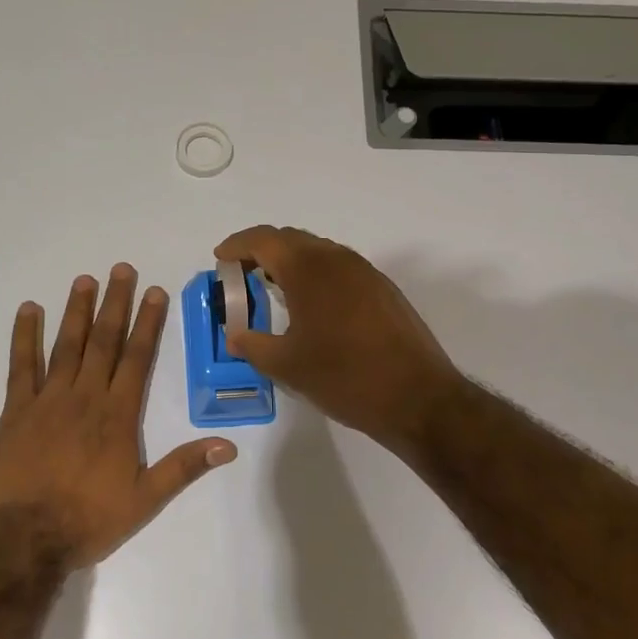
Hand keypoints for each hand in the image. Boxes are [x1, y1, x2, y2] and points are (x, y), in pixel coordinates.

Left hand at [0, 264, 235, 567]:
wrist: (23, 540)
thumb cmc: (88, 520)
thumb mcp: (145, 500)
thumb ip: (183, 467)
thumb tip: (229, 445)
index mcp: (118, 415)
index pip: (137, 358)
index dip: (148, 322)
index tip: (154, 291)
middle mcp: (85, 397)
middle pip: (104, 341)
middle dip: (115, 303)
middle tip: (121, 269)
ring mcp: (47, 400)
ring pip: (66, 345)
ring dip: (77, 311)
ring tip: (85, 280)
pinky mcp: (16, 411)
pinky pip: (21, 366)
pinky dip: (25, 336)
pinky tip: (29, 311)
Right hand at [213, 226, 463, 448]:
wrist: (417, 398)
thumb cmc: (344, 377)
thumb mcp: (287, 366)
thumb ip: (252, 345)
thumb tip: (234, 336)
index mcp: (309, 269)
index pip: (264, 240)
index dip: (237, 246)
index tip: (220, 260)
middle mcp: (338, 260)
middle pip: (291, 239)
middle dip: (262, 251)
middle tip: (241, 275)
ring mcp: (366, 272)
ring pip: (319, 252)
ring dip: (291, 262)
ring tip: (273, 289)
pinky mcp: (384, 290)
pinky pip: (340, 268)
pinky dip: (316, 275)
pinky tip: (311, 305)